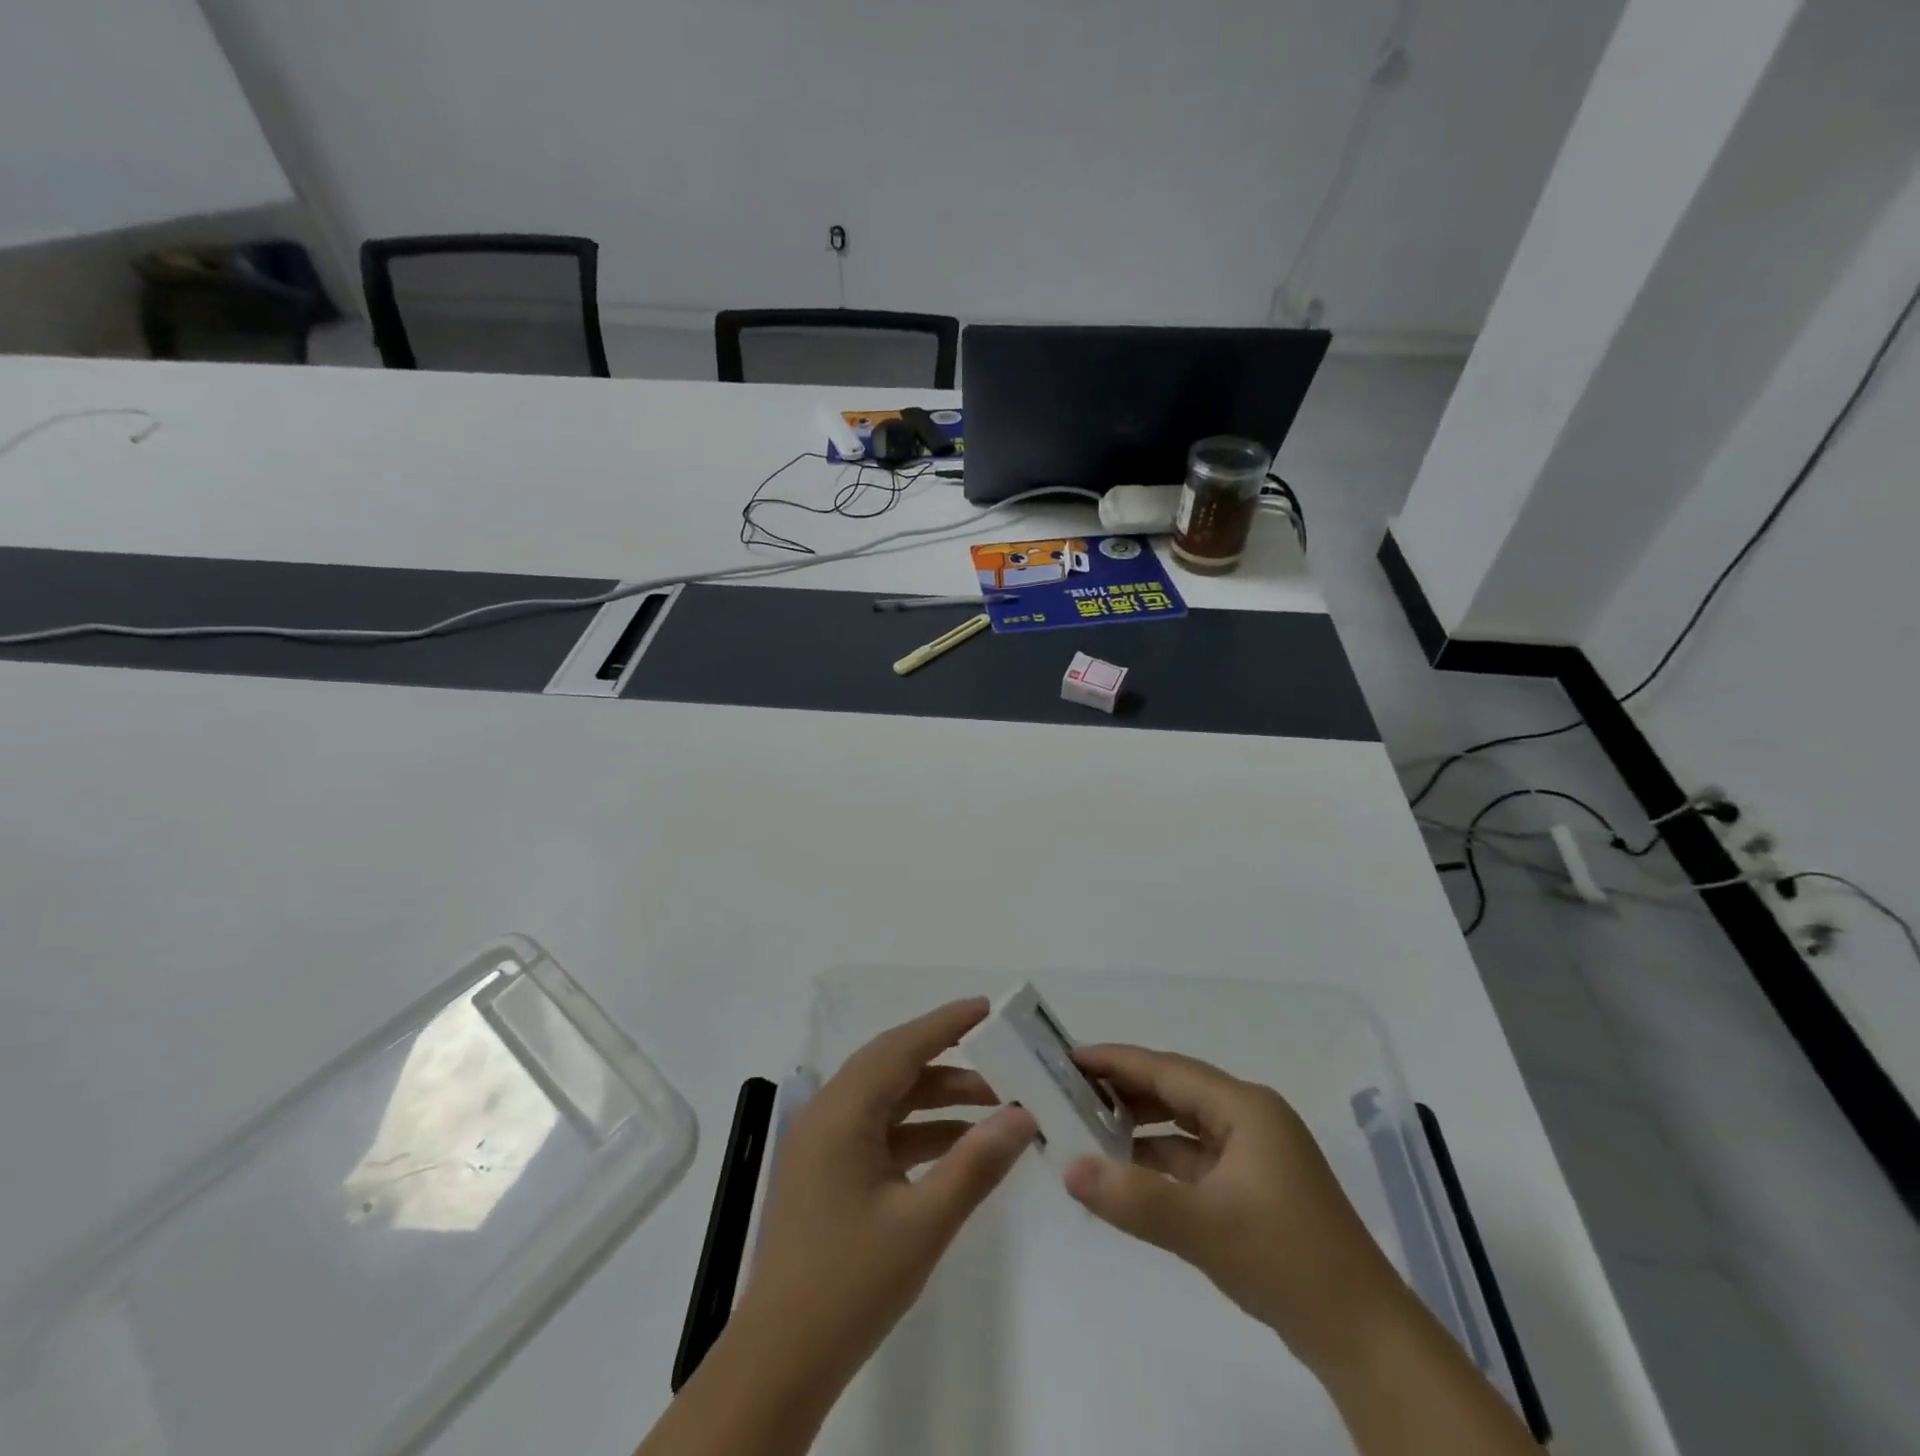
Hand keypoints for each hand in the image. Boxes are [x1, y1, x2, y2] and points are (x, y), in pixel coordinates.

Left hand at [736, 998, 1035, 1387]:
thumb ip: (975, 1164)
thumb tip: (1023, 1116)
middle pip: (894, 1066)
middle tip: (999, 1054)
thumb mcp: (923, 1223)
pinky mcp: (829, 1171)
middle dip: (948, 1059)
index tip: (988, 1008)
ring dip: (937, 1097)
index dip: (946, 1023)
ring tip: (992, 1105)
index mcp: (842, 1112)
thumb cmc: (849, 1285)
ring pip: (888, 1099)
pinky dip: (919, 1130)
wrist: (780, 1361)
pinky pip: (880, 1131)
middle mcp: (828, 1114)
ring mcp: (825, 1144)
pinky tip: (958, 1145)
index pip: (901, 1047)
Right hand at [1063, 1044, 1410, 1372]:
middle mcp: (1250, 1118)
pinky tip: (1127, 1172)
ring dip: (1140, 1127)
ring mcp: (1254, 1153)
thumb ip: (1133, 1198)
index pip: (1167, 1069)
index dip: (1117, 1061)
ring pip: (1183, 1126)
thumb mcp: (1205, 1228)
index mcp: (1245, 1107)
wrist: (1364, 1339)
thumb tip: (1068, 1168)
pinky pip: (1194, 1158)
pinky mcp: (1252, 1187)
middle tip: (1069, 1091)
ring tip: (1087, 1128)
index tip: (1069, 1057)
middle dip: (1124, 1090)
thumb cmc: (1287, 1262)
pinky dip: (1159, 1161)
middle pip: (1174, 1091)